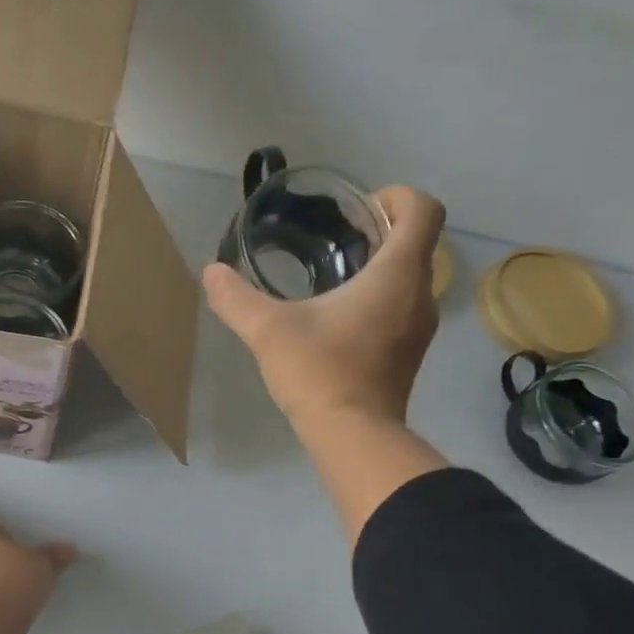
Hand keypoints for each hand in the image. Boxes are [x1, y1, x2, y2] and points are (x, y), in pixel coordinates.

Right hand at [203, 186, 445, 426]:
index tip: (357, 211)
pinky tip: (341, 317)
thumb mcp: (268, 331)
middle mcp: (420, 294)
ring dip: (382, 266)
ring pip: (412, 277)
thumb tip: (211, 273)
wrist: (353, 436)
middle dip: (382, 230)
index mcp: (397, 274)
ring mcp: (420, 327)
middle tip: (338, 238)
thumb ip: (236, 298)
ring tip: (336, 275)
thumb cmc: (320, 373)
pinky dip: (381, 297)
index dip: (395, 197)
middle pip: (418, 241)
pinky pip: (404, 306)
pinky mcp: (410, 353)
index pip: (423, 209)